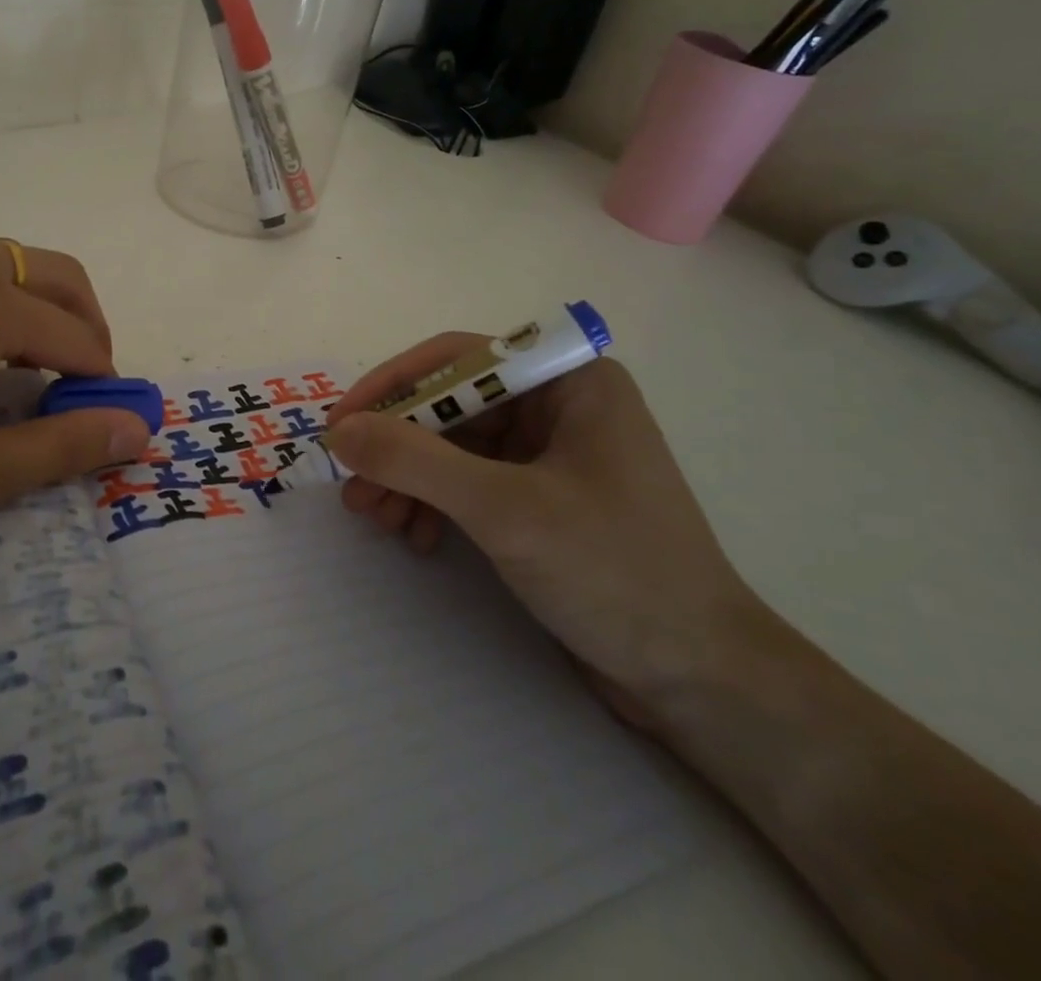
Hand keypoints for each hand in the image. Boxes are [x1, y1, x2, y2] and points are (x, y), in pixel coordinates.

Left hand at [0, 234, 151, 574]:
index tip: (106, 416)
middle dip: (85, 323)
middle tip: (81, 381)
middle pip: (53, 273)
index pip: (74, 334)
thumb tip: (139, 429)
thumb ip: (61, 449)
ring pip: (2, 259)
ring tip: (22, 361)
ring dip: (34, 303)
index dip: (102, 377)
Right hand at [324, 339, 767, 707]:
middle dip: (397, 447)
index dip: (392, 386)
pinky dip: (434, 504)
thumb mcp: (504, 510)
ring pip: (453, 446)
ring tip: (376, 519)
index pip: (458, 359)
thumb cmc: (614, 572)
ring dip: (408, 479)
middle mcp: (558, 405)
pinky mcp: (541, 498)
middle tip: (354, 488)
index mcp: (569, 381)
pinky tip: (416, 536)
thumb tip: (339, 431)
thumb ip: (415, 461)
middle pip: (450, 405)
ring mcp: (550, 453)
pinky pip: (469, 482)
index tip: (341, 425)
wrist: (701, 681)